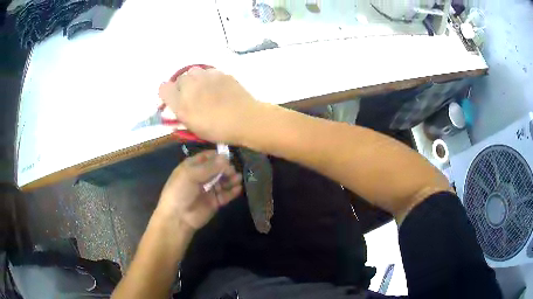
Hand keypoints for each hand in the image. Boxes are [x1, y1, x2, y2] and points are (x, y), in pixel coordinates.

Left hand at [157, 150, 241, 230]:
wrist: (178, 217)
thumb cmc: (180, 191)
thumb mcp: (190, 175)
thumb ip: (209, 167)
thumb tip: (226, 157)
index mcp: (192, 167)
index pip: (207, 157)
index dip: (217, 155)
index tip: (228, 156)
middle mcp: (201, 176)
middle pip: (217, 169)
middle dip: (226, 168)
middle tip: (232, 170)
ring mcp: (209, 190)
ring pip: (223, 181)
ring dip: (231, 179)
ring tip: (238, 178)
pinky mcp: (215, 202)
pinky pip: (226, 194)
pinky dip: (232, 191)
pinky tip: (238, 188)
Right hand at [158, 67, 259, 143]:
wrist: (245, 119)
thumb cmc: (218, 129)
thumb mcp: (194, 127)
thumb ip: (181, 114)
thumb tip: (177, 106)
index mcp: (181, 103)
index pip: (163, 88)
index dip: (167, 94)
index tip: (173, 100)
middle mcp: (190, 85)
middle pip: (179, 79)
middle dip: (183, 87)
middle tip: (193, 98)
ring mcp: (206, 76)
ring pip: (194, 72)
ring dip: (195, 80)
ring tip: (205, 90)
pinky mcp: (220, 73)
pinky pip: (209, 72)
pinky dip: (209, 78)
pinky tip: (218, 88)